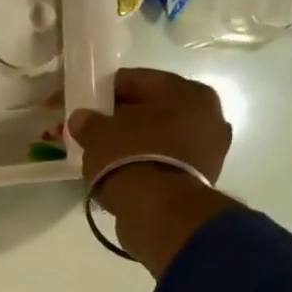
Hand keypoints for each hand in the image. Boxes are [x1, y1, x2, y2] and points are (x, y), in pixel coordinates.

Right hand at [68, 69, 237, 276]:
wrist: (159, 212)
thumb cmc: (131, 159)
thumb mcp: (98, 135)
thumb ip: (88, 122)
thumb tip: (82, 118)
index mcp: (188, 91)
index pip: (138, 80)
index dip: (107, 90)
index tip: (86, 103)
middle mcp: (208, 115)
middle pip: (153, 109)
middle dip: (124, 119)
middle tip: (96, 132)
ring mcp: (210, 150)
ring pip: (161, 137)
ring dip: (136, 143)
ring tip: (107, 156)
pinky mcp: (202, 179)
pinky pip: (166, 162)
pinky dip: (147, 164)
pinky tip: (124, 174)